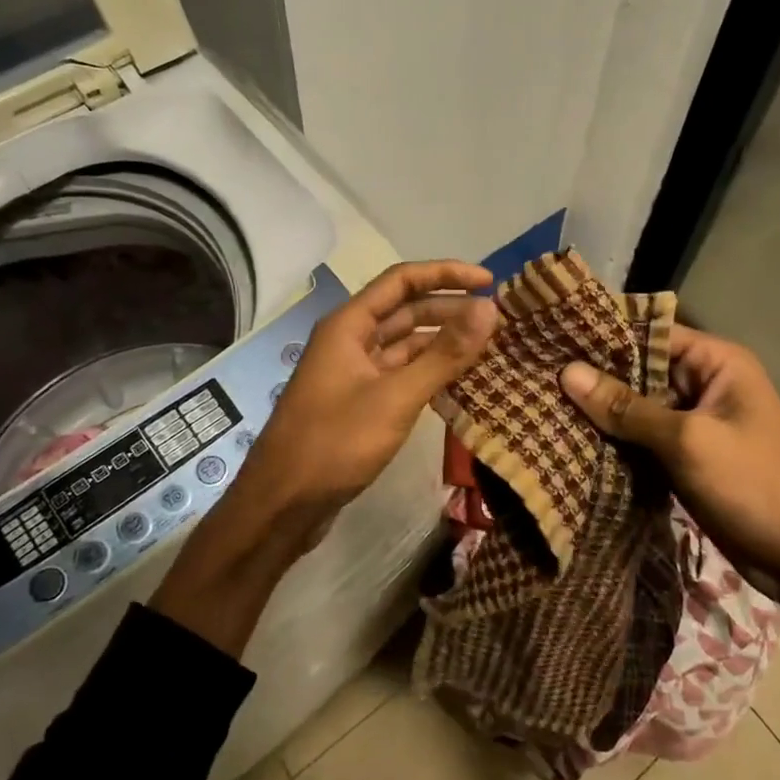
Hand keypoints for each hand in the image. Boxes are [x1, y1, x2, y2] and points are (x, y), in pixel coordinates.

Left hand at [233, 260, 498, 547]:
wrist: (282, 505)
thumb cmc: (335, 443)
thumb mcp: (396, 397)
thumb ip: (444, 354)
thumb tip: (489, 308)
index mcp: (349, 325)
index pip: (402, 280)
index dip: (446, 274)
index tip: (489, 281)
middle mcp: (350, 340)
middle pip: (405, 310)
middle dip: (449, 308)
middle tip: (497, 317)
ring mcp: (353, 372)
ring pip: (405, 344)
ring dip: (442, 341)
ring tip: (487, 345)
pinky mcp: (359, 402)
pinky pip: (400, 373)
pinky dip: (429, 371)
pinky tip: (460, 380)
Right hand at [559, 325, 779, 573]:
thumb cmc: (757, 486)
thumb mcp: (688, 442)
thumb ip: (627, 408)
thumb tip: (567, 372)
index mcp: (716, 362)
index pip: (650, 333)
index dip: (603, 335)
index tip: (551, 337)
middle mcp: (704, 384)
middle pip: (640, 371)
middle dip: (595, 377)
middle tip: (536, 375)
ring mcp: (696, 425)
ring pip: (638, 409)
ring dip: (601, 413)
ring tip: (541, 405)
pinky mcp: (688, 459)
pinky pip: (643, 441)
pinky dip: (615, 443)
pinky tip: (571, 442)